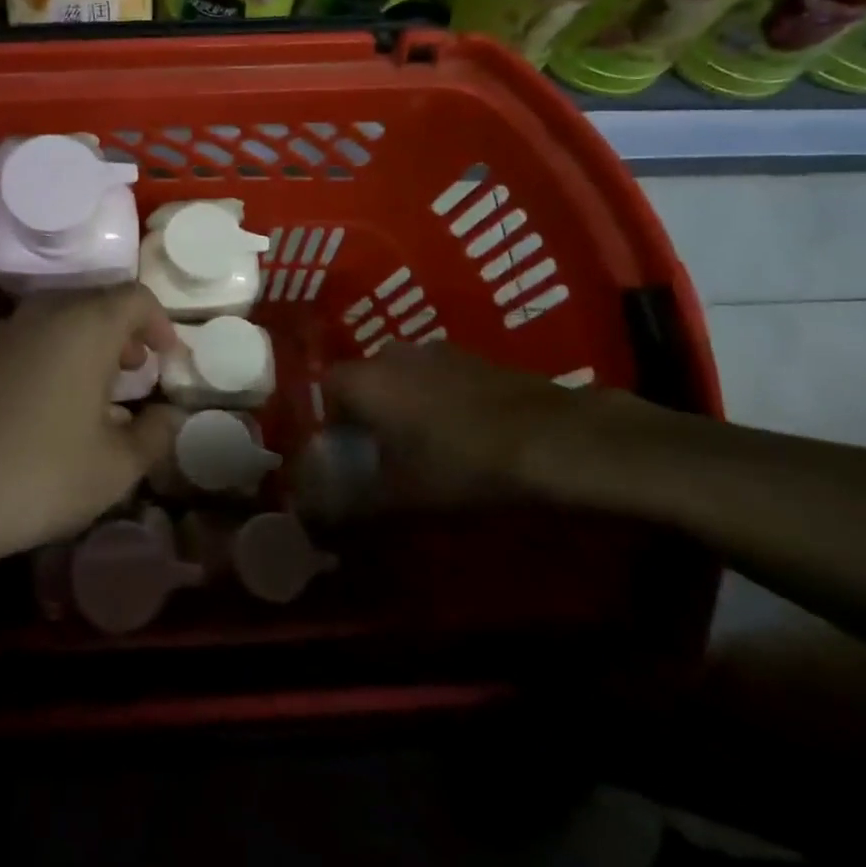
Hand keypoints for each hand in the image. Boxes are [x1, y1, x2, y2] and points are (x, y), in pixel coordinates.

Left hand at [0, 285, 185, 568]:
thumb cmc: (34, 474)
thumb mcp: (113, 469)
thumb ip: (154, 435)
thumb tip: (167, 415)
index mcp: (84, 325)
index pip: (135, 297)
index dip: (160, 323)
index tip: (168, 358)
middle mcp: (40, 313)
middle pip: (94, 303)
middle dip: (123, 333)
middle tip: (135, 371)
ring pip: (55, 321)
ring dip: (84, 347)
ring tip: (93, 394)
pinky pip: (23, 343)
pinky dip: (47, 360)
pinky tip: (42, 410)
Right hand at [325, 343, 653, 506]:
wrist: (555, 439)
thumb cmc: (463, 466)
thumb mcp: (402, 497)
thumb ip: (351, 505)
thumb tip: (310, 516)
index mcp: (366, 379)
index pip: (326, 388)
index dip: (331, 421)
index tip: (347, 453)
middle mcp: (394, 354)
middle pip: (366, 380)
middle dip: (369, 412)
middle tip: (384, 452)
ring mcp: (438, 350)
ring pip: (404, 377)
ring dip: (406, 404)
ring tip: (426, 444)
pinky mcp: (476, 357)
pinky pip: (439, 376)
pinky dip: (440, 399)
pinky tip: (464, 433)